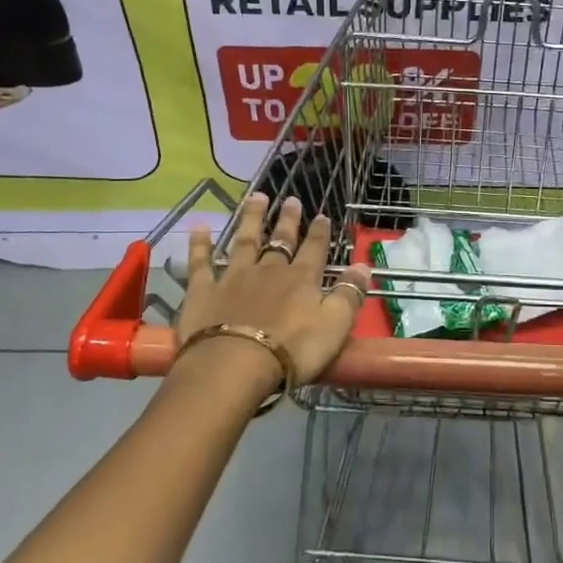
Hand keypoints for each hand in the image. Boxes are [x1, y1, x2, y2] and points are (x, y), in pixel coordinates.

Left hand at [174, 193, 371, 401]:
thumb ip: (349, 294)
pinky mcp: (203, 291)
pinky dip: (199, 244)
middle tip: (291, 199)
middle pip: (280, 241)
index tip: (322, 215)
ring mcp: (234, 278)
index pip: (314, 249)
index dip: (319, 233)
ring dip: (250, 219)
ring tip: (256, 197)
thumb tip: (364, 266)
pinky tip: (198, 226)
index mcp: (301, 279)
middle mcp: (269, 270)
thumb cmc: (292, 349)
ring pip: (244, 241)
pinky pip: (201, 263)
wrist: (234, 365)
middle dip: (287, 221)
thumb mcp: (335, 325)